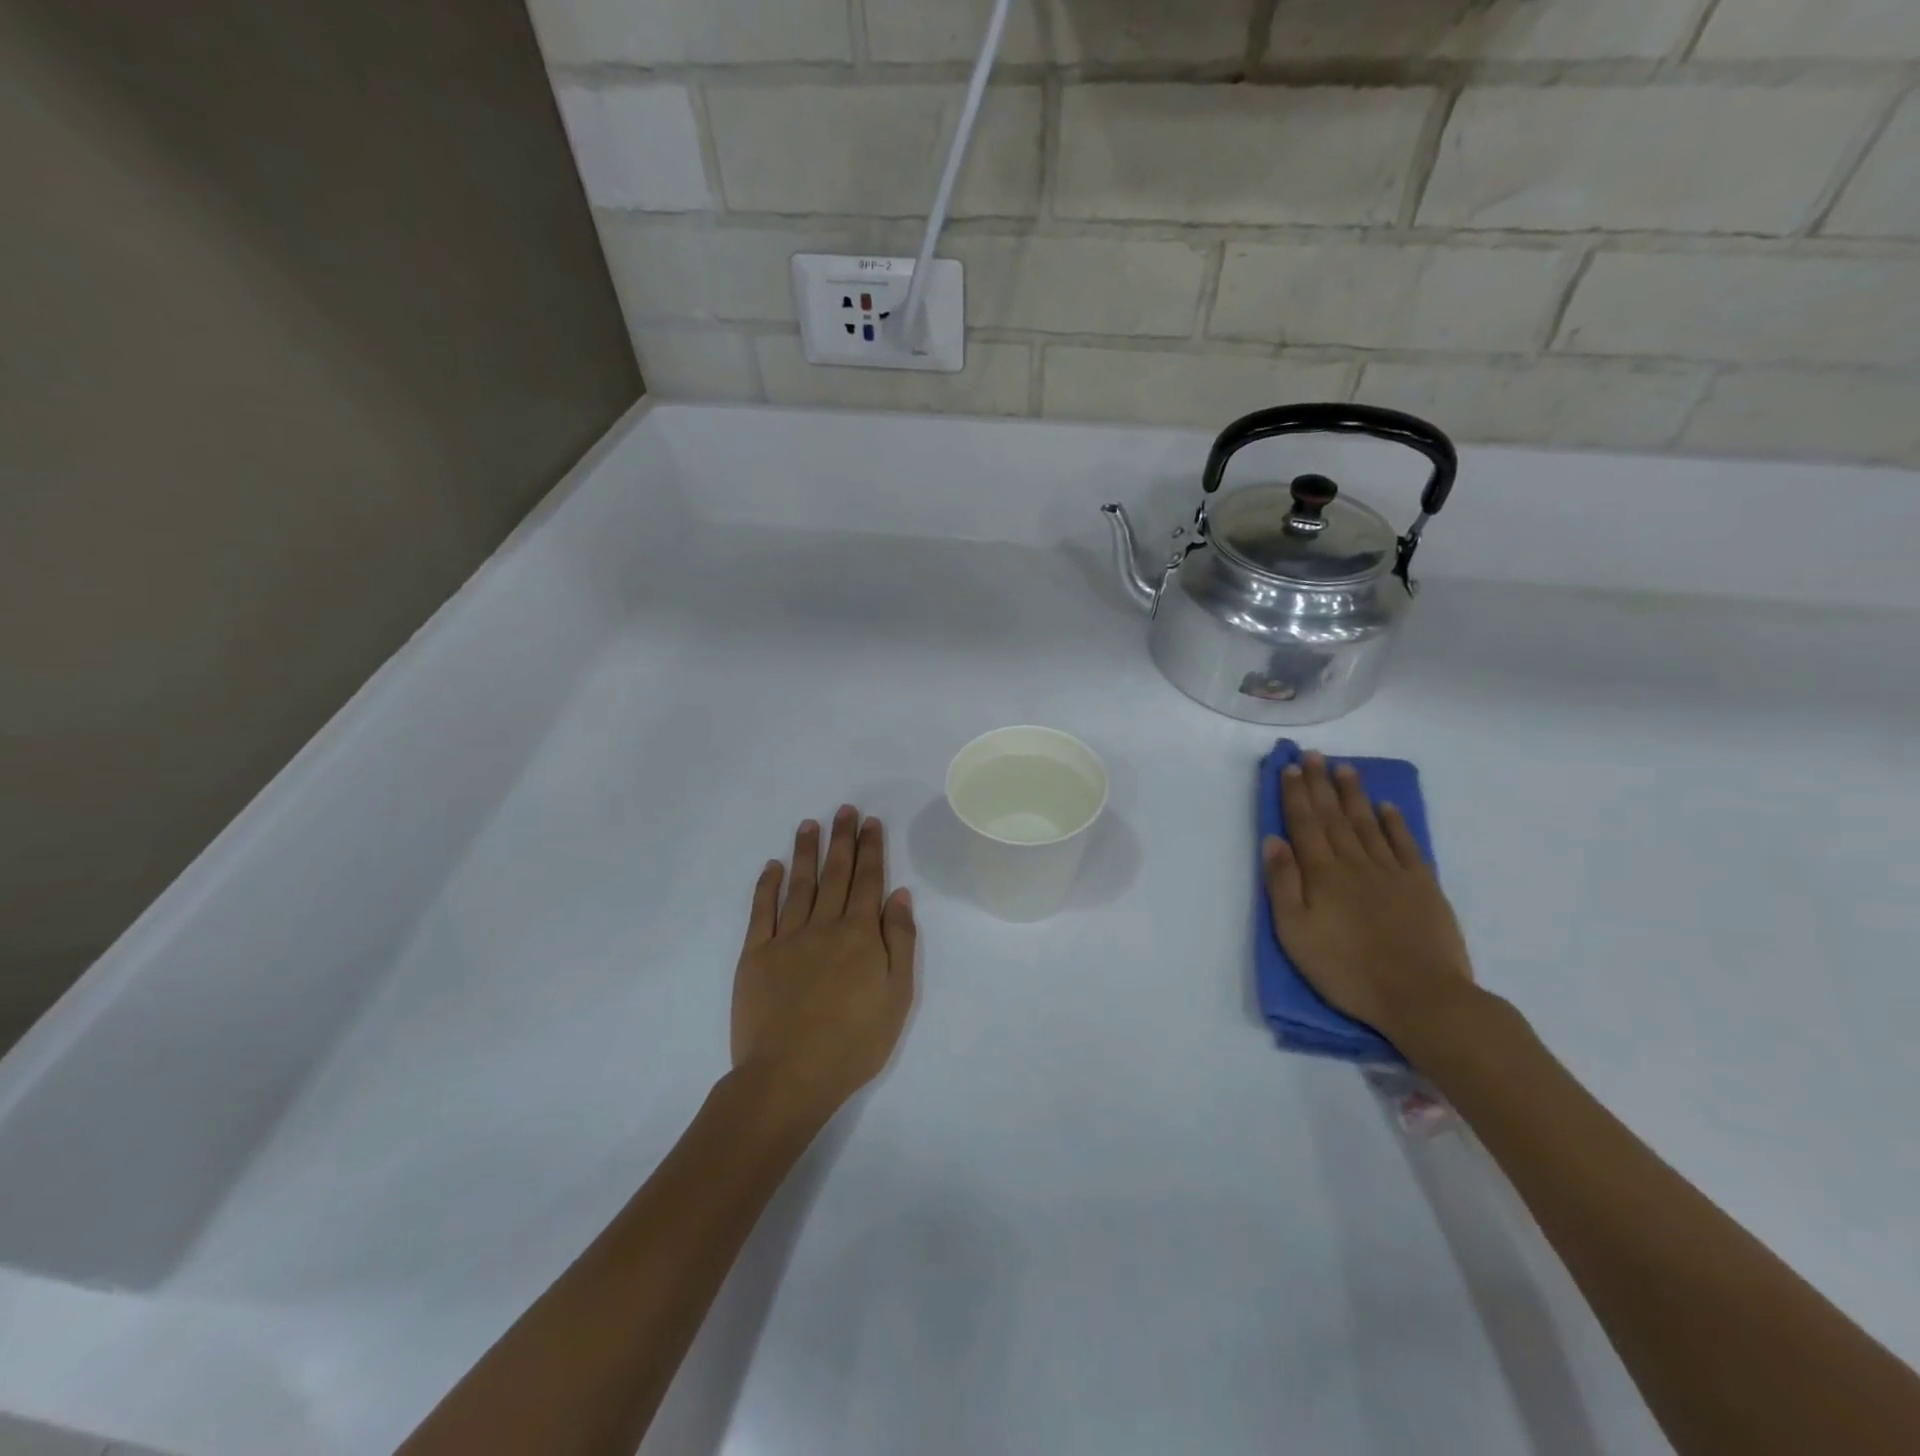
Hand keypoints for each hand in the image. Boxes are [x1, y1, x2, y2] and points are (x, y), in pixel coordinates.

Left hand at [732, 807, 917, 1124]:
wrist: (790, 1076)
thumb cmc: (854, 1042)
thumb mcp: (898, 996)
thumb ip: (900, 941)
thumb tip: (899, 894)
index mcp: (861, 935)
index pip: (868, 881)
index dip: (871, 849)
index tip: (870, 822)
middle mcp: (824, 926)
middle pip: (836, 874)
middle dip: (841, 839)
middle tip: (844, 809)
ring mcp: (786, 938)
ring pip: (799, 884)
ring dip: (806, 852)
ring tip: (809, 824)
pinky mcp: (756, 955)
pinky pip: (762, 911)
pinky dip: (767, 886)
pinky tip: (771, 866)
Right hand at [1262, 751, 1476, 1047]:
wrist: (1421, 997)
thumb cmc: (1347, 970)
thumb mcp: (1295, 934)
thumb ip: (1283, 884)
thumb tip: (1273, 840)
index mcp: (1322, 874)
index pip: (1305, 824)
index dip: (1295, 793)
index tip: (1289, 767)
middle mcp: (1355, 863)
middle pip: (1334, 816)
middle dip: (1321, 783)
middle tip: (1314, 755)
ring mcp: (1392, 872)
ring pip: (1368, 823)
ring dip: (1354, 794)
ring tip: (1345, 768)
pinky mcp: (1422, 886)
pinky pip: (1405, 844)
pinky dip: (1394, 822)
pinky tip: (1386, 807)